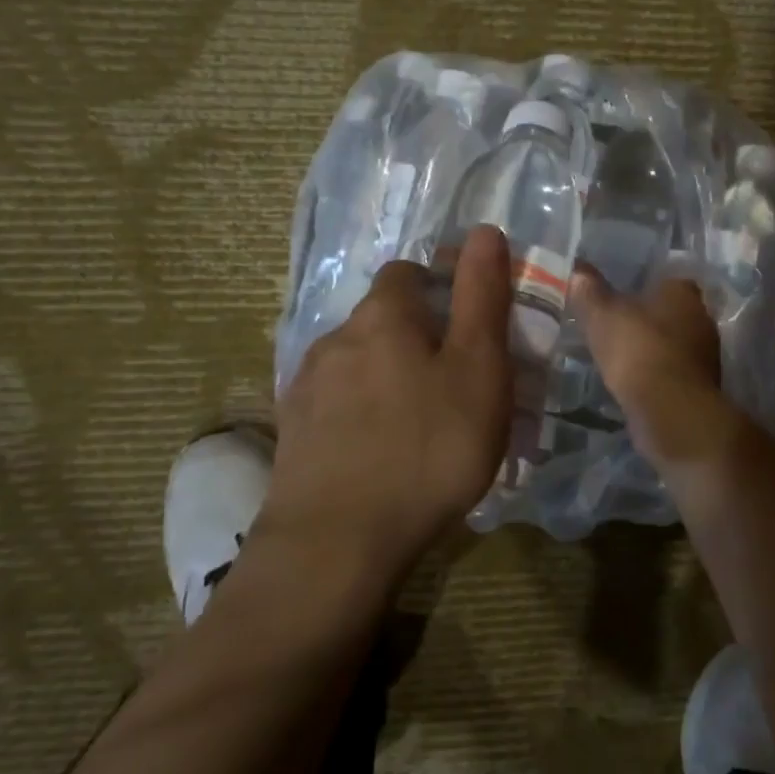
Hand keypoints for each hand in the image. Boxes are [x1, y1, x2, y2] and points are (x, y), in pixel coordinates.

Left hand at [260, 226, 512, 577]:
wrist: (337, 543)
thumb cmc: (428, 447)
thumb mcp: (478, 368)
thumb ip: (481, 296)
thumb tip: (483, 230)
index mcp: (382, 315)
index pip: (409, 271)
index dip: (441, 287)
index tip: (469, 327)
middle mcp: (335, 337)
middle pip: (381, 318)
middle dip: (417, 336)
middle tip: (454, 383)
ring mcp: (305, 386)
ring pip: (357, 363)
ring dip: (387, 376)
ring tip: (418, 423)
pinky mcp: (291, 432)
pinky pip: (336, 404)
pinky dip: (360, 412)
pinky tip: (378, 450)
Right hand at [571, 269, 739, 471]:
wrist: (670, 410)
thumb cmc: (638, 350)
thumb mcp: (602, 315)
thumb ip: (589, 291)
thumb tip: (578, 270)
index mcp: (682, 291)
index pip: (665, 278)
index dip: (643, 285)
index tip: (619, 296)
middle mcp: (701, 317)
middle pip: (672, 311)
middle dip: (648, 318)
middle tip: (616, 325)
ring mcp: (706, 353)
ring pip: (674, 342)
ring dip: (653, 348)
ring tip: (621, 355)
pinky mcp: (701, 385)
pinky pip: (674, 371)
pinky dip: (658, 374)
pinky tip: (635, 381)